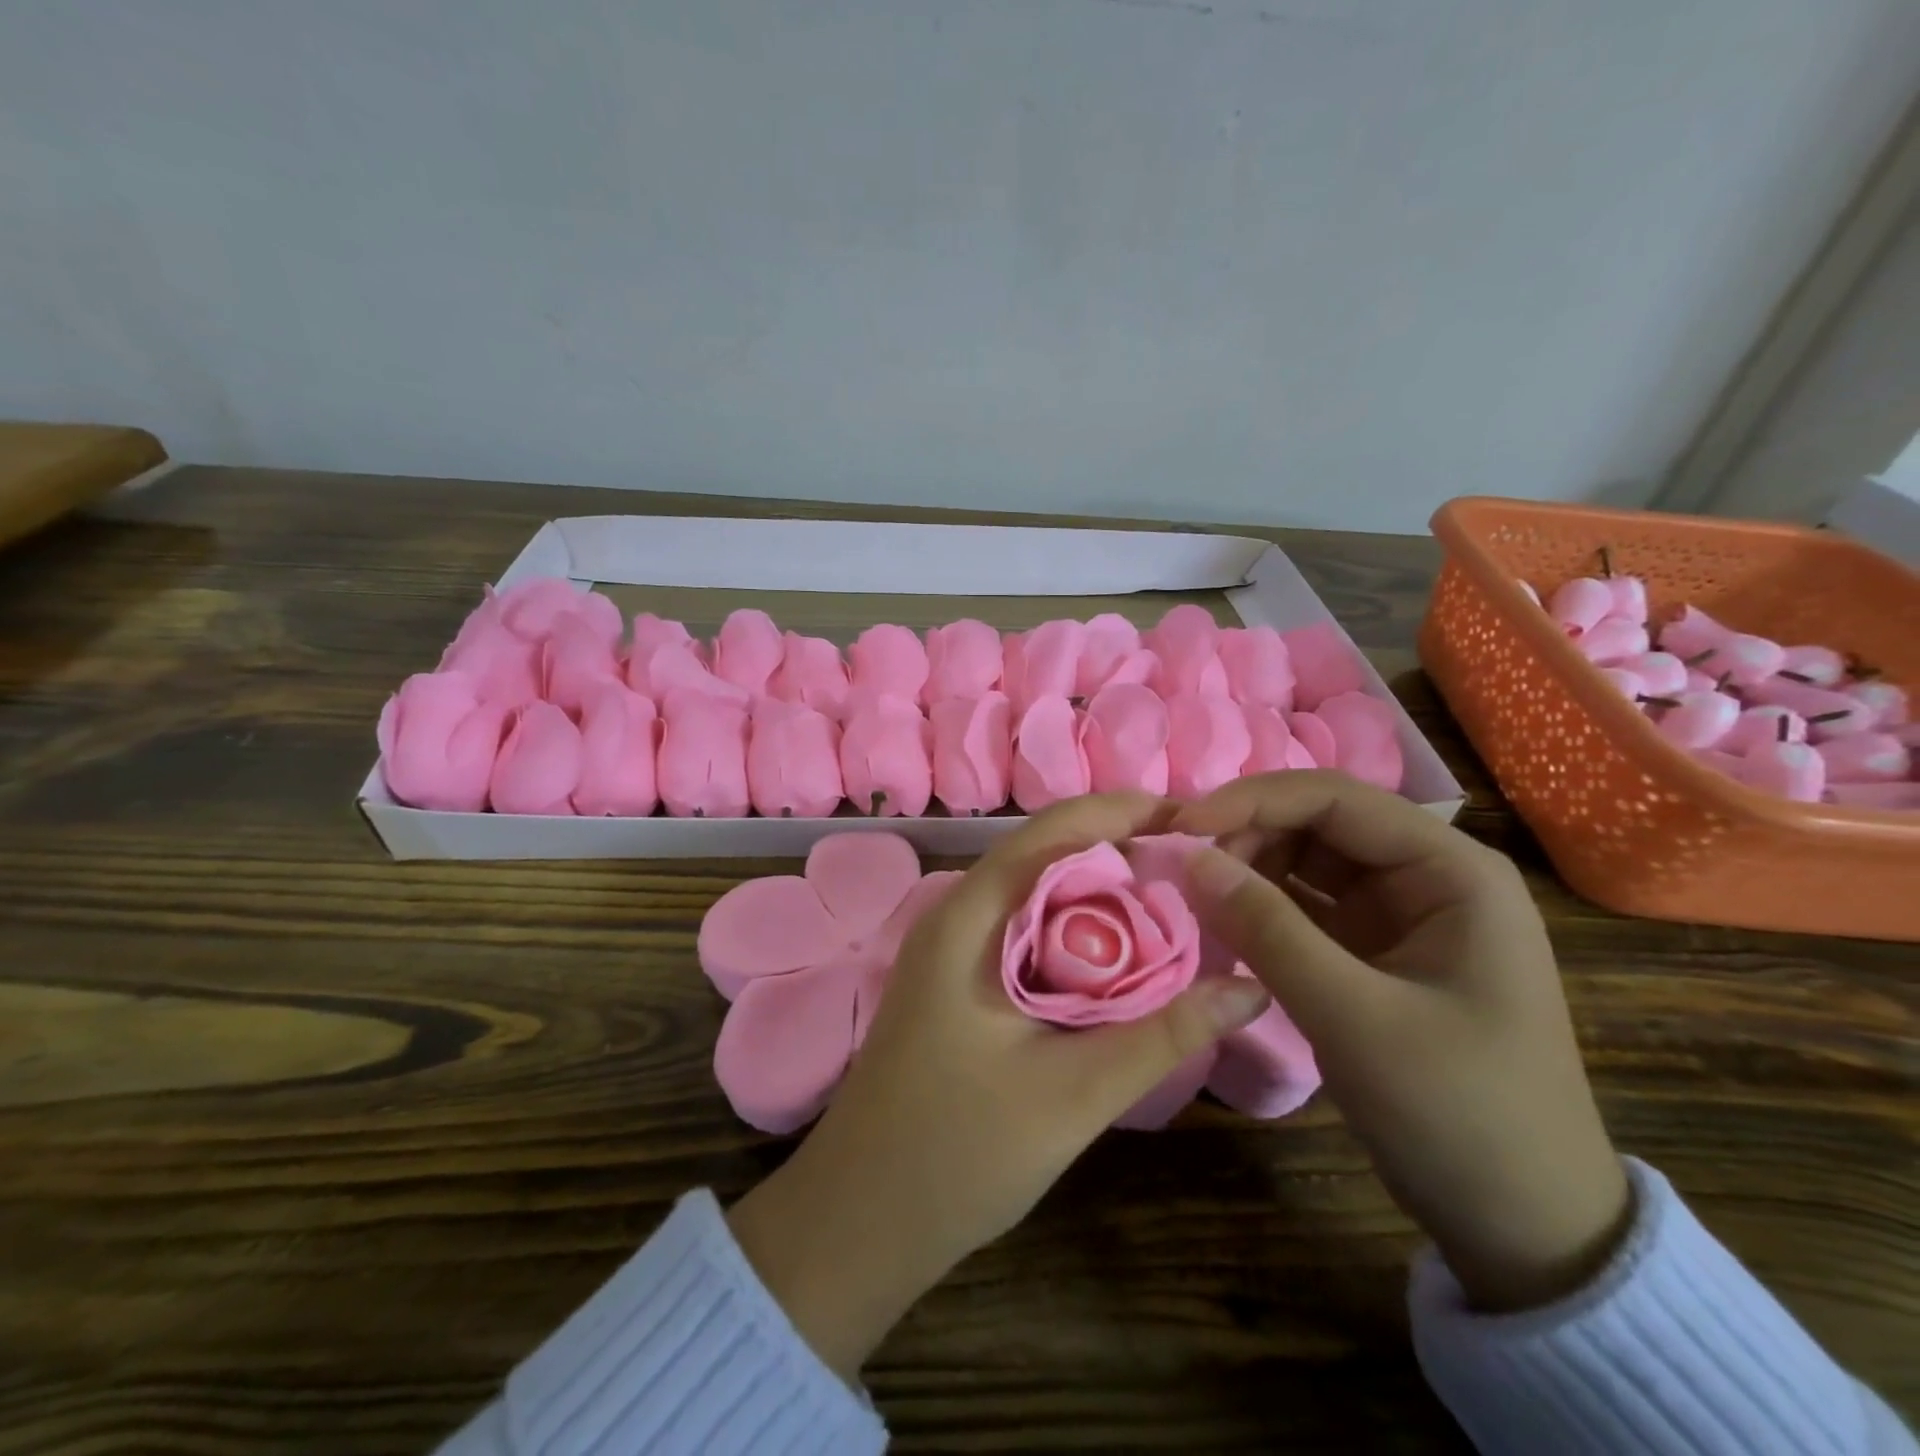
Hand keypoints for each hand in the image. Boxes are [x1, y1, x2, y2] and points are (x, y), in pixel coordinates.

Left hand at [727, 793, 1272, 1379]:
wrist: (859, 1219)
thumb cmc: (958, 1150)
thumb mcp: (1074, 1093)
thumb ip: (1163, 1034)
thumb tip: (1249, 988)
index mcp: (972, 916)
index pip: (1053, 829)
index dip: (1121, 812)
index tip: (1193, 818)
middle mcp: (959, 915)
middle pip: (1048, 856)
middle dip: (1122, 852)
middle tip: (1200, 869)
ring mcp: (954, 950)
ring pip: (1038, 896)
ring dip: (1102, 896)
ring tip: (1176, 906)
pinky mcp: (960, 983)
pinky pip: (1028, 934)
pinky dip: (1078, 934)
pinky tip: (1121, 961)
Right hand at [1173, 772, 1631, 1312]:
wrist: (1525, 1225)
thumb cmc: (1459, 1112)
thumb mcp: (1353, 1018)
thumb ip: (1266, 930)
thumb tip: (1189, 858)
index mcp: (1452, 870)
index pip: (1335, 799)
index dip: (1250, 801)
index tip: (1179, 826)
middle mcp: (1428, 875)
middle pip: (1317, 823)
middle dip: (1247, 836)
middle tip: (1182, 870)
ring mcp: (1401, 913)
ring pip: (1306, 861)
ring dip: (1249, 870)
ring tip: (1197, 897)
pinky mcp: (1375, 949)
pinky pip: (1306, 906)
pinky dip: (1262, 908)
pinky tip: (1223, 923)